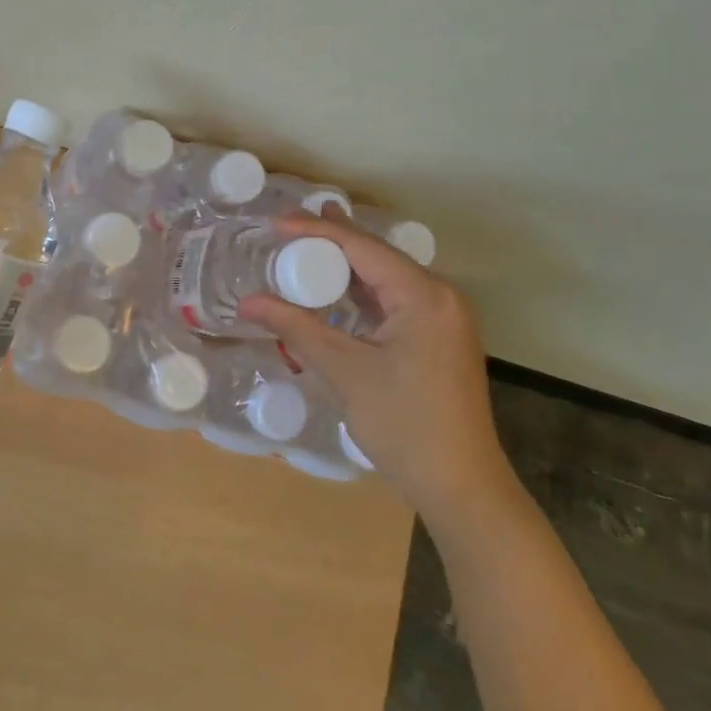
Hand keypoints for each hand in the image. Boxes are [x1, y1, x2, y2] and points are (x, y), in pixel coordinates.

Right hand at [239, 214, 515, 524]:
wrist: (461, 488)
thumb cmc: (404, 425)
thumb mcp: (346, 371)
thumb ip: (296, 328)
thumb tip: (248, 302)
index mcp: (424, 295)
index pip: (363, 247)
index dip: (317, 231)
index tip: (276, 222)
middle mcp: (441, 295)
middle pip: (378, 255)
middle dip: (334, 239)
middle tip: (290, 223)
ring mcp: (444, 318)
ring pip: (388, 278)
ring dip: (348, 266)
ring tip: (308, 246)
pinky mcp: (440, 339)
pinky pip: (397, 301)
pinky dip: (364, 293)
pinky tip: (338, 290)